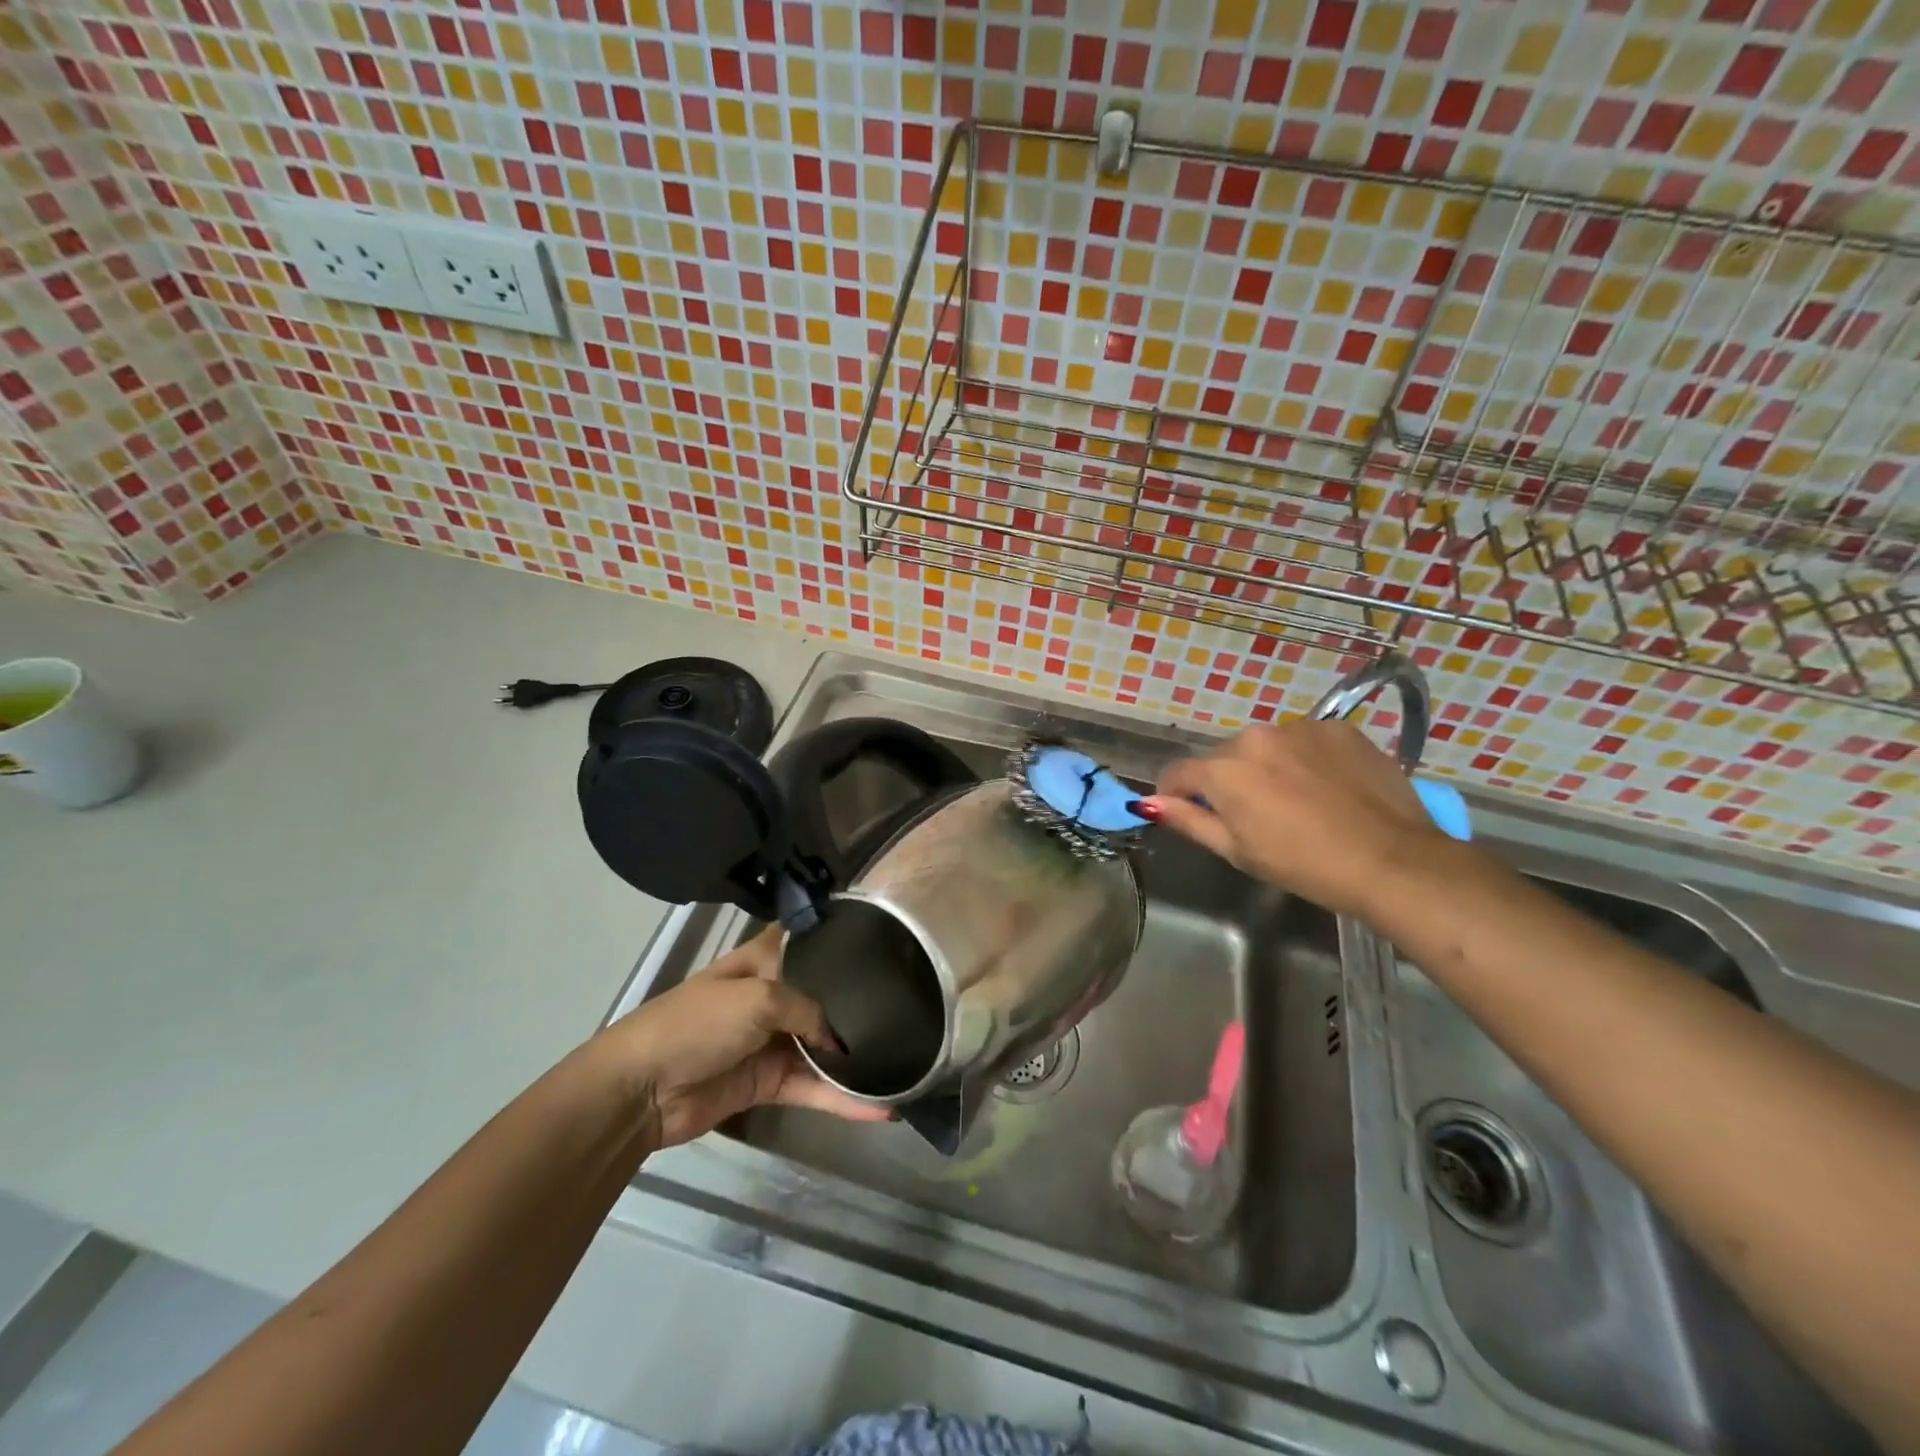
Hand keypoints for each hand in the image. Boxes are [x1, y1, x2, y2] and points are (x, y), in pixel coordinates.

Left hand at [596, 928, 891, 1148]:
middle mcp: (773, 996)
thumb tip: (840, 1041)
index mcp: (764, 961)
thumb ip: (808, 1010)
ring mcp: (771, 1042)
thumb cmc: (697, 1023)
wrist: (642, 1089)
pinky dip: (843, 1100)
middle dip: (860, 1000)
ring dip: (856, 1057)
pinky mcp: (769, 1084)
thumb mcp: (758, 998)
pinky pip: (813, 1089)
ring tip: (908, 1059)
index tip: (885, 940)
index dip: (840, 939)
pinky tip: (881, 1108)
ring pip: (823, 1047)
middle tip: (912, 1002)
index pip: (809, 942)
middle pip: (824, 996)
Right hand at [1140, 719, 1448, 917]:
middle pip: (1224, 758)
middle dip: (1228, 781)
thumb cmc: (1305, 865)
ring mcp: (1300, 728)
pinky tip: (1327, 787)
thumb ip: (1189, 820)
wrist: (1393, 860)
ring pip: (1265, 746)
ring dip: (1267, 767)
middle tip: (1255, 816)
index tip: (1189, 812)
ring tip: (1297, 800)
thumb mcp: (1238, 852)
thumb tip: (1149, 802)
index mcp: (1224, 770)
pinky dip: (1305, 759)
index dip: (1175, 794)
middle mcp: (1255, 736)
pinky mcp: (1338, 728)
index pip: (1178, 772)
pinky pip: (1304, 740)